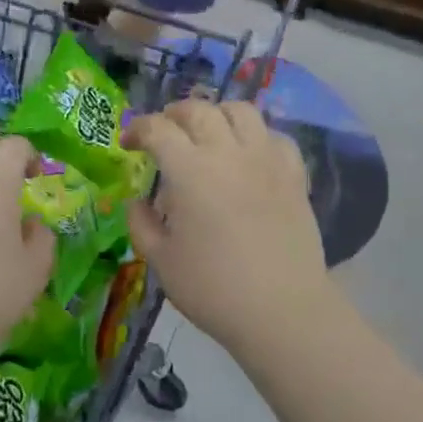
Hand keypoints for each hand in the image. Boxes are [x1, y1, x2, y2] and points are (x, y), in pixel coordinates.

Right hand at [124, 100, 332, 360]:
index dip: (137, 128)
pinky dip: (256, 136)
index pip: (158, 129)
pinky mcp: (294, 176)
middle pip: (199, 110)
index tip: (128, 143)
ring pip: (242, 111)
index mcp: (189, 171)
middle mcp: (228, 153)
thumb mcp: (160, 260)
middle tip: (163, 132)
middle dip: (174, 114)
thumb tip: (137, 202)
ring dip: (217, 115)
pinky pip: (275, 137)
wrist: (282, 311)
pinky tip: (248, 156)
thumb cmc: (213, 288)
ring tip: (207, 134)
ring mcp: (266, 160)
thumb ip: (141, 224)